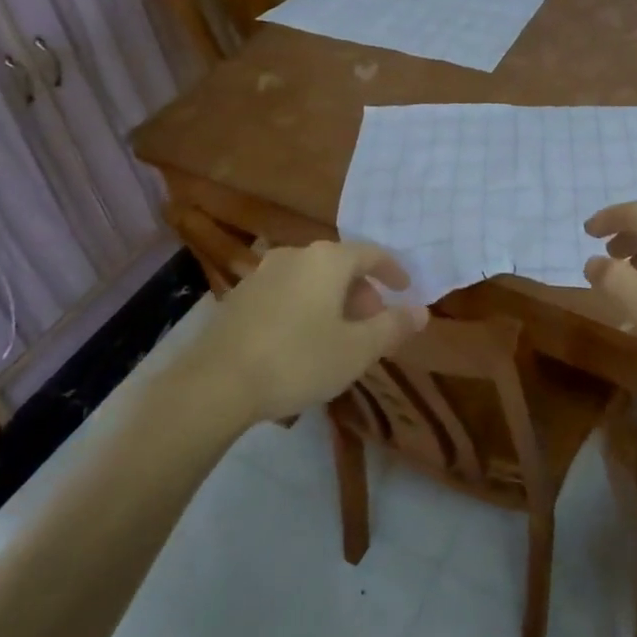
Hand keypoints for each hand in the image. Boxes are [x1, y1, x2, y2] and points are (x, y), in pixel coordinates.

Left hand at [201, 241, 427, 422]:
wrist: (215, 383)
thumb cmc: (297, 359)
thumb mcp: (356, 350)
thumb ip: (392, 327)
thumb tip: (421, 311)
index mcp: (328, 259)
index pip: (372, 253)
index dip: (393, 271)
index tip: (405, 290)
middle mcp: (296, 254)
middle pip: (341, 265)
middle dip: (362, 292)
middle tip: (373, 325)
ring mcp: (263, 272)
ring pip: (312, 279)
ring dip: (332, 300)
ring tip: (338, 336)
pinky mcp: (240, 295)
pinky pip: (287, 292)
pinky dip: (304, 307)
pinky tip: (301, 341)